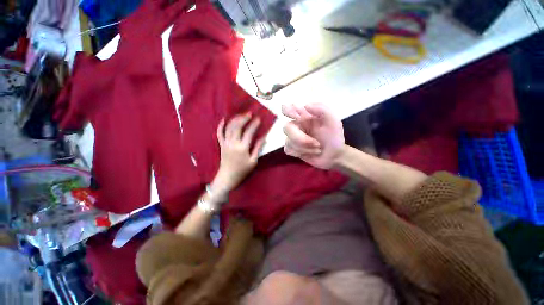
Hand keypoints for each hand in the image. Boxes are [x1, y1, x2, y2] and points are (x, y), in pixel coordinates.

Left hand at [212, 114, 263, 194]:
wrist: (227, 177)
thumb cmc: (242, 170)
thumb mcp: (253, 161)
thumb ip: (258, 148)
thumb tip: (264, 137)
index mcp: (242, 148)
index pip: (249, 133)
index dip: (254, 125)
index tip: (259, 119)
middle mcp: (233, 143)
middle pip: (237, 127)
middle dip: (244, 118)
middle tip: (249, 113)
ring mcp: (225, 143)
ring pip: (229, 128)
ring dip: (235, 120)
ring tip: (241, 115)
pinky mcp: (221, 145)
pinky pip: (219, 134)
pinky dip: (221, 126)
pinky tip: (224, 120)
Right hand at [282, 103, 344, 168]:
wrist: (335, 155)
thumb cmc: (334, 136)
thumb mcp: (333, 120)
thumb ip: (322, 109)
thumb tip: (305, 105)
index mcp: (304, 116)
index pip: (288, 109)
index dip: (287, 111)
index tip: (297, 117)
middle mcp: (296, 126)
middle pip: (286, 128)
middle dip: (300, 138)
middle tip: (316, 144)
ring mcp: (293, 138)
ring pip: (288, 141)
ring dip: (305, 147)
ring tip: (317, 148)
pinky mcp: (292, 148)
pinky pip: (288, 150)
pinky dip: (300, 152)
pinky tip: (310, 152)